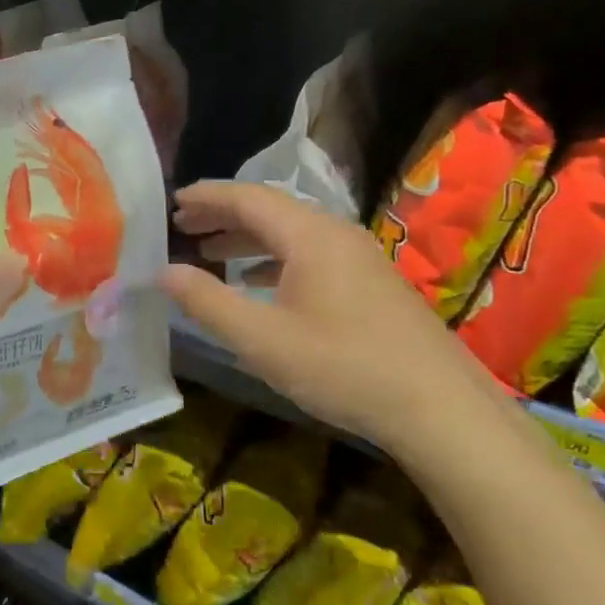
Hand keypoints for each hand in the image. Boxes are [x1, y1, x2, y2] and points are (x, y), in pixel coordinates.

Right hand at [161, 181, 494, 458]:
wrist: (440, 408)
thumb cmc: (343, 367)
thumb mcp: (261, 340)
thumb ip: (207, 302)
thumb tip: (164, 272)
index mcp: (309, 235)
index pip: (247, 197)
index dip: (206, 196)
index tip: (171, 202)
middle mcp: (335, 234)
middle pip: (269, 210)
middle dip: (222, 215)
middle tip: (182, 226)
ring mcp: (357, 257)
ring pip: (290, 234)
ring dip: (247, 239)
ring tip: (209, 254)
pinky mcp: (369, 282)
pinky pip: (309, 254)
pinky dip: (273, 260)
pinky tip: (257, 285)